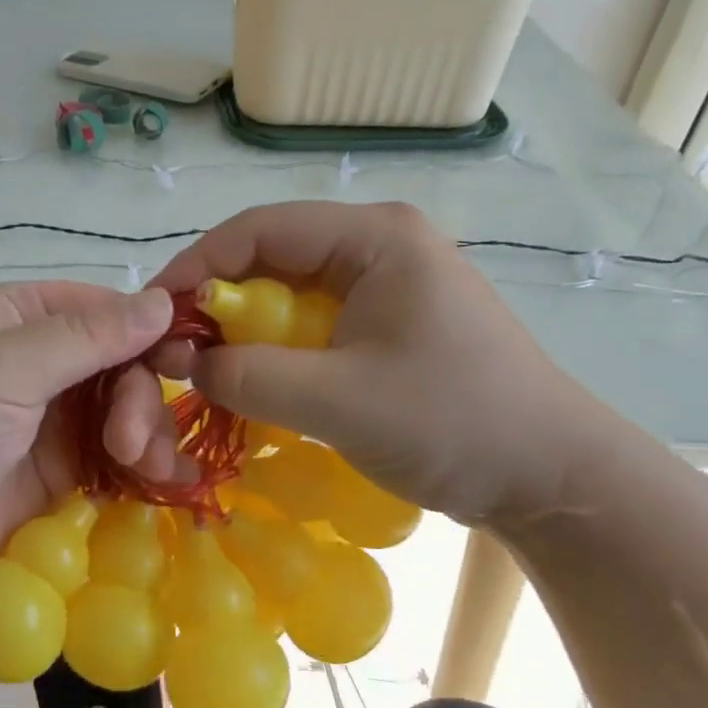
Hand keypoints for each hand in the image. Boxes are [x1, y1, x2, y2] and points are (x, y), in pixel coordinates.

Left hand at [0, 282, 182, 616]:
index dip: (146, 330)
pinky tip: (164, 485)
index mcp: (18, 318)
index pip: (103, 308)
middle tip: (131, 443)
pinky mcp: (57, 473)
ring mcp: (49, 421)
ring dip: (146, 435)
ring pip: (124, 412)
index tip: (184, 361)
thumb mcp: (4, 369)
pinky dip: (141, 468)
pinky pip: (114, 460)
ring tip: (147, 471)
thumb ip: (86, 337)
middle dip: (139, 398)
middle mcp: (38, 363)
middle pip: (121, 364)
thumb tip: (163, 302)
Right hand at [149, 201, 608, 526]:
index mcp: (373, 237)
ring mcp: (385, 283)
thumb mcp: (338, 401)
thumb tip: (185, 362)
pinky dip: (274, 349)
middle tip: (174, 347)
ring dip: (243, 329)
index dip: (197, 266)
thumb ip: (250, 376)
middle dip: (216, 301)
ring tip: (205, 367)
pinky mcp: (387, 321)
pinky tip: (253, 380)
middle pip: (270, 257)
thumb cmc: (454, 423)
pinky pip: (311, 323)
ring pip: (287, 293)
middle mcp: (377, 245)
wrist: (553, 478)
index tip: (154, 312)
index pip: (259, 229)